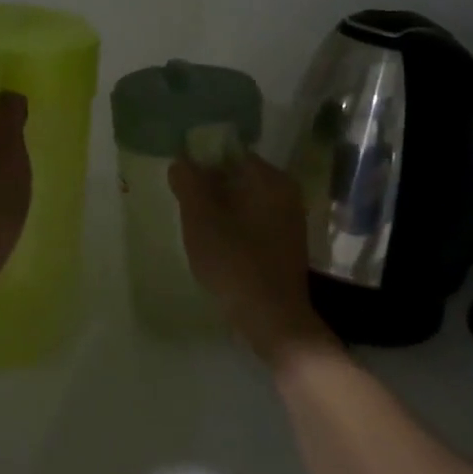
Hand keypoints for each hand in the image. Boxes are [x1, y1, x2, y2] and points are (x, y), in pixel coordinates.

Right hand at [169, 152, 337, 369]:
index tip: (182, 184)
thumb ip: (189, 183)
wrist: (273, 319)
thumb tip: (182, 161)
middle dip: (211, 188)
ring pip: (246, 201)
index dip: (202, 163)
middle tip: (186, 209)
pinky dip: (236, 228)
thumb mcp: (200, 218)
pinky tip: (220, 248)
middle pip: (238, 177)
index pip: (230, 153)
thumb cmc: (234, 262)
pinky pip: (255, 223)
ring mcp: (290, 220)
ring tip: (199, 231)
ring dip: (222, 210)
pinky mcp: (288, 245)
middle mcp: (286, 192)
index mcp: (269, 178)